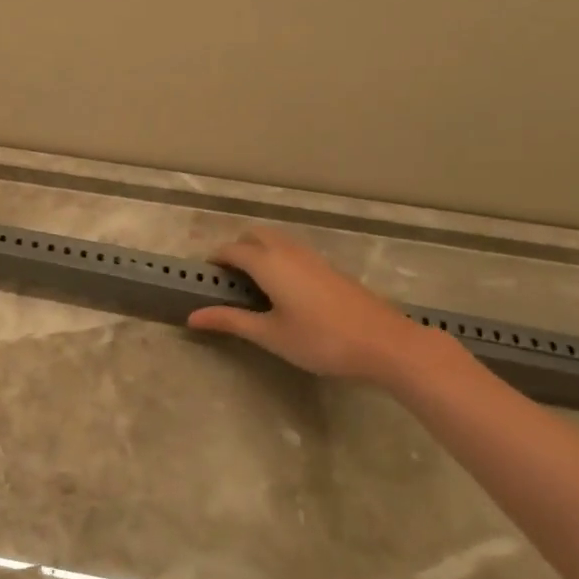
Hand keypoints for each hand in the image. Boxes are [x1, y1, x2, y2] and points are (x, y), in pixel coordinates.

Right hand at [186, 226, 431, 383]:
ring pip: (277, 240)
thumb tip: (192, 317)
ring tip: (254, 285)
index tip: (205, 279)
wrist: (385, 343)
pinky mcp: (330, 269)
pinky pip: (294, 251)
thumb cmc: (320, 340)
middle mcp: (288, 251)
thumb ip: (230, 321)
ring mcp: (313, 258)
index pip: (231, 250)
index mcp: (268, 263)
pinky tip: (285, 291)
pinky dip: (279, 259)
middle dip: (237, 249)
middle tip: (230, 280)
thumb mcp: (270, 334)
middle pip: (255, 235)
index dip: (215, 261)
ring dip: (259, 252)